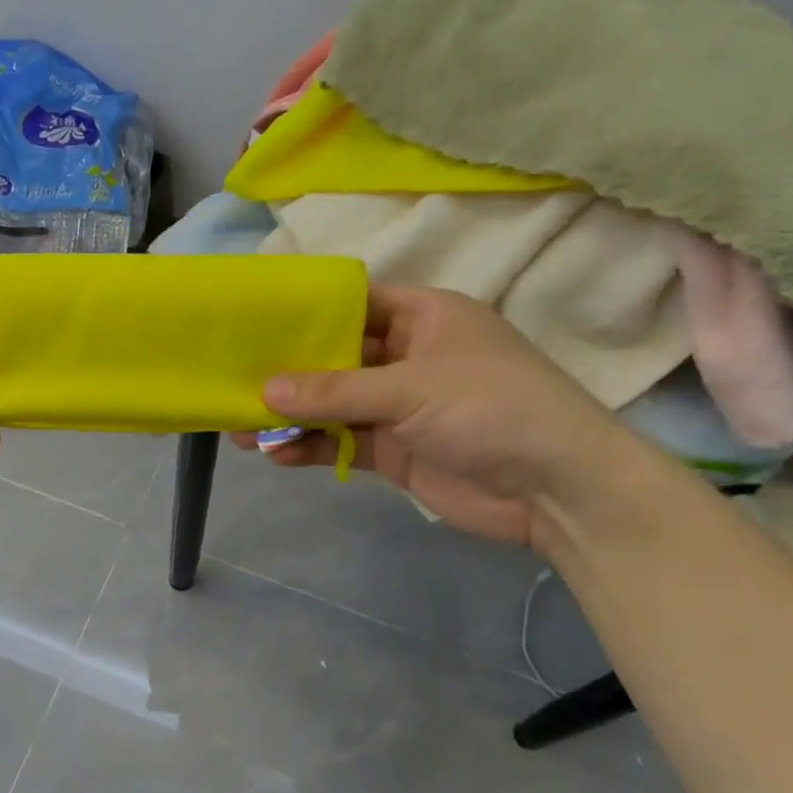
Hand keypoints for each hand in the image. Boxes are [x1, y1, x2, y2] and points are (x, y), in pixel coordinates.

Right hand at [237, 285, 645, 550]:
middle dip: (288, 371)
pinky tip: (275, 456)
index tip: (257, 320)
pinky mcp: (394, 450)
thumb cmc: (493, 408)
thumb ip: (336, 391)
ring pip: (333, 405)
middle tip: (235, 378)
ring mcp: (400, 406)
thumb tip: (265, 392)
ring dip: (292, 416)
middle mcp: (408, 356)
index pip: (354, 302)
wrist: (557, 490)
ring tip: (241, 426)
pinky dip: (311, 449)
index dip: (308, 310)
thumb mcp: (412, 389)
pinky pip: (342, 443)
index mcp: (424, 317)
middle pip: (336, 357)